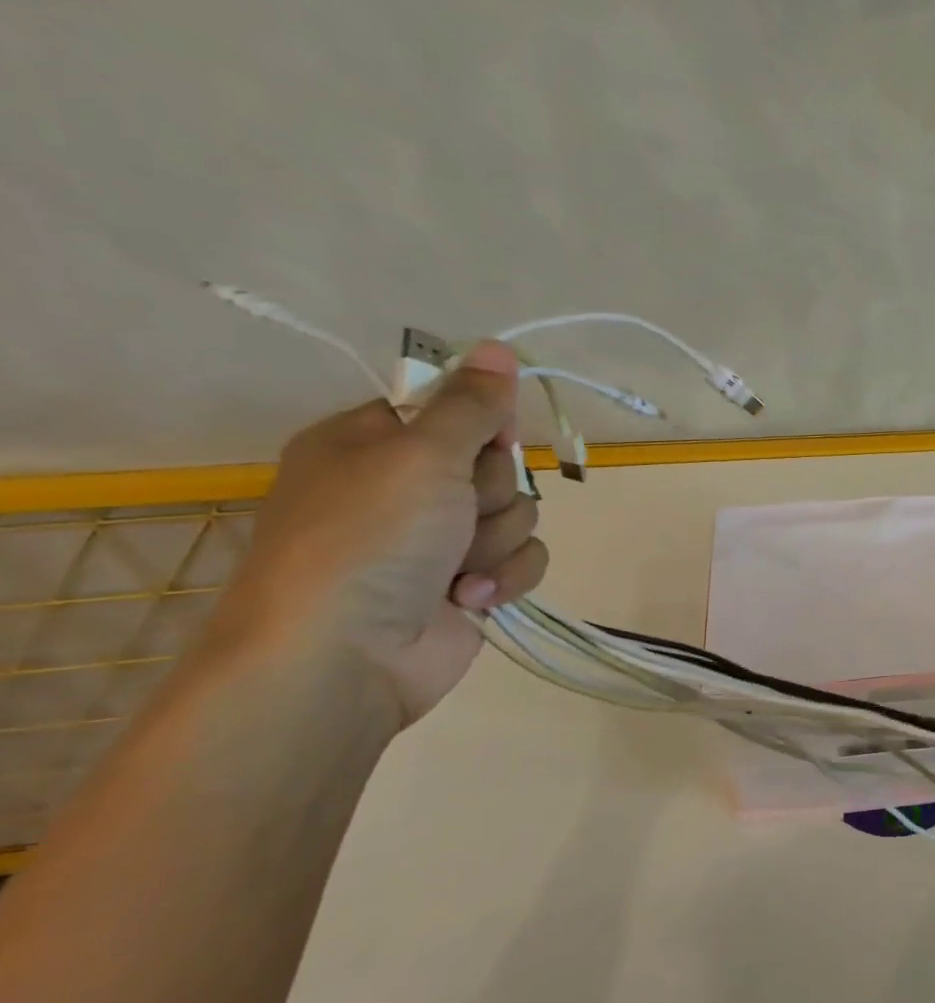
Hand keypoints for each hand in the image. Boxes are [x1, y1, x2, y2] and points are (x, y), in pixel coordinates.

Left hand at [211, 341, 549, 728]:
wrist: (344, 657)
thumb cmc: (370, 538)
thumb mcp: (421, 454)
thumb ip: (470, 403)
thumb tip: (499, 345)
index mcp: (370, 444)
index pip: (449, 409)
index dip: (479, 424)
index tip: (488, 438)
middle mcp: (403, 488)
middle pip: (494, 463)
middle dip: (490, 491)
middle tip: (456, 511)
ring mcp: (437, 540)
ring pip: (517, 513)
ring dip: (496, 539)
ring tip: (456, 566)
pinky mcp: (467, 583)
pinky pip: (521, 558)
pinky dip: (503, 577)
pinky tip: (469, 596)